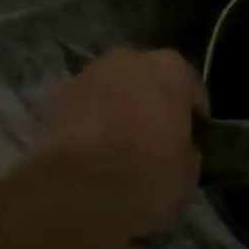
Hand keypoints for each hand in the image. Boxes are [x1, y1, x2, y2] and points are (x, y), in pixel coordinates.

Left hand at [28, 49, 206, 237]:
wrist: (76, 190)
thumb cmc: (146, 176)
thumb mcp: (188, 174)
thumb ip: (186, 151)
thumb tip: (179, 150)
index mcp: (171, 69)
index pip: (190, 86)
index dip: (192, 114)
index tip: (192, 139)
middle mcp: (129, 59)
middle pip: (147, 79)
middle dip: (150, 103)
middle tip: (154, 139)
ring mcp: (88, 72)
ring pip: (112, 88)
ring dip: (116, 108)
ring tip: (118, 146)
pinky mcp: (57, 95)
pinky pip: (84, 106)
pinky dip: (89, 121)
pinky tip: (91, 151)